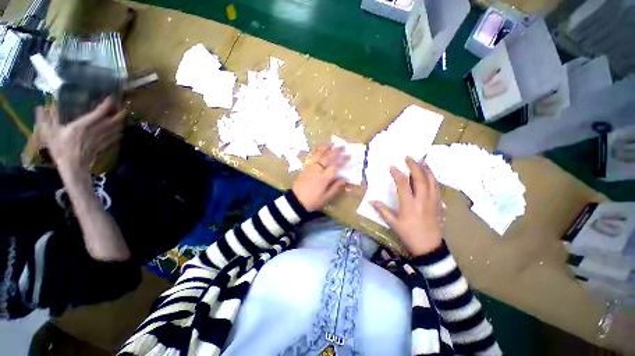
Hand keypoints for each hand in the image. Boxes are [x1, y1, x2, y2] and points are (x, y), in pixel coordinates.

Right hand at [36, 98, 125, 171]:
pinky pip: (113, 139)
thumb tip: (40, 107)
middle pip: (111, 121)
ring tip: (124, 117)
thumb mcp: (49, 133)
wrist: (73, 167)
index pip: (98, 113)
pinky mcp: (102, 146)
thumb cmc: (60, 149)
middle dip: (119, 114)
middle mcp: (94, 131)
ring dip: (120, 123)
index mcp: (82, 126)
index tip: (112, 98)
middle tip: (125, 107)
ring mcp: (100, 139)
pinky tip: (121, 131)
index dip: (106, 105)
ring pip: (114, 129)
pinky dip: (118, 134)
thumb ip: (46, 119)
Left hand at [292, 143, 348, 211]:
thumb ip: (336, 187)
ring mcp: (310, 167)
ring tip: (331, 143)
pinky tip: (320, 148)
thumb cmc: (312, 201)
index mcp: (324, 178)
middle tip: (343, 146)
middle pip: (327, 157)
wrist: (295, 201)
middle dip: (336, 151)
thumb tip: (345, 179)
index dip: (343, 160)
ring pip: (318, 154)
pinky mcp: (305, 167)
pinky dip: (317, 151)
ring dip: (325, 147)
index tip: (349, 156)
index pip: (335, 166)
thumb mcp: (326, 197)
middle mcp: (317, 170)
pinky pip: (311, 156)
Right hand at [371, 157, 443, 256]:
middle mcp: (422, 200)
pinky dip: (434, 179)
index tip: (392, 166)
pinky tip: (431, 175)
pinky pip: (438, 188)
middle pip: (419, 178)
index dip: (397, 173)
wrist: (429, 247)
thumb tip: (370, 201)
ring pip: (432, 181)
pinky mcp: (439, 204)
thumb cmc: (409, 234)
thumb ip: (382, 210)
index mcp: (409, 204)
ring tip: (422, 161)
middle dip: (414, 166)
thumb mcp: (393, 223)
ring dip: (426, 169)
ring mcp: (433, 201)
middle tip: (409, 157)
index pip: (403, 184)